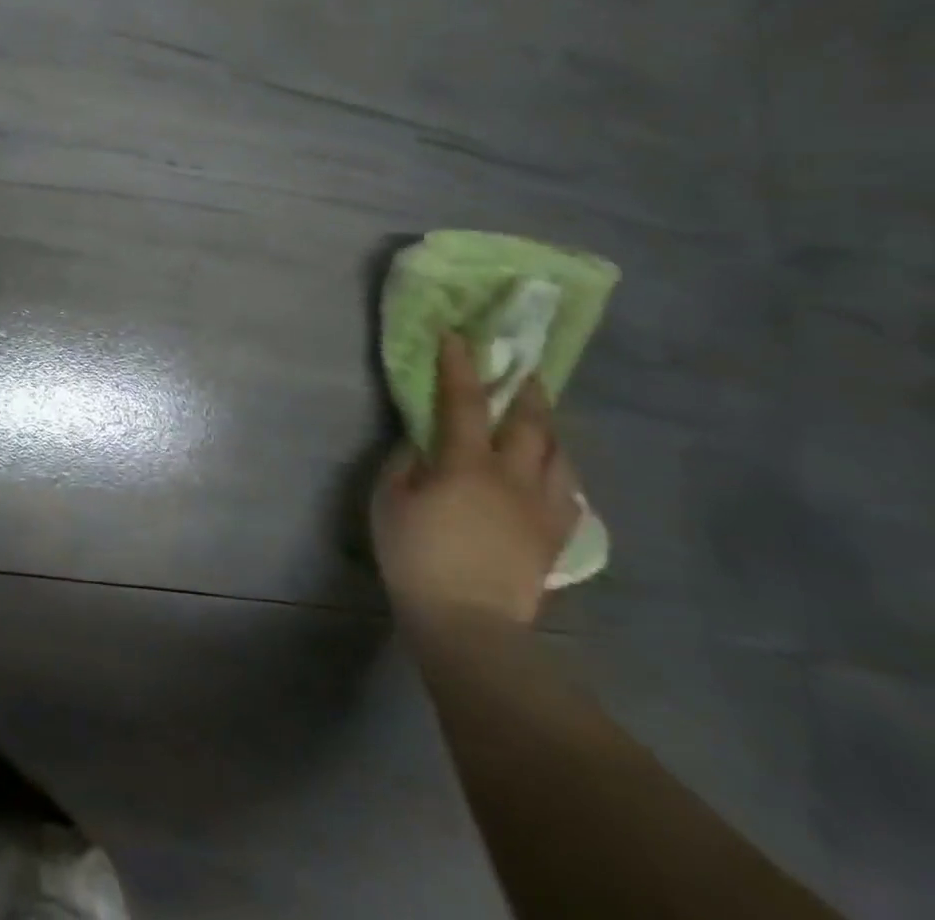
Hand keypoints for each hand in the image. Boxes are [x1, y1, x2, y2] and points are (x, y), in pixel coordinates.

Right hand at [372, 334, 580, 627]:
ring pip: (560, 456)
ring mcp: (541, 509)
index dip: (460, 365)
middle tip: (523, 369)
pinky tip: (556, 471)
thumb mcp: (389, 499)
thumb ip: (406, 462)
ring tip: (541, 416)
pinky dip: (562, 471)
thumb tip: (423, 442)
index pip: (464, 401)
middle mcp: (513, 478)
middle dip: (526, 390)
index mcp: (468, 464)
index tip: (458, 336)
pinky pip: (569, 493)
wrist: (468, 623)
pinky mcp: (554, 537)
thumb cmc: (416, 555)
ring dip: (550, 428)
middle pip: (530, 423)